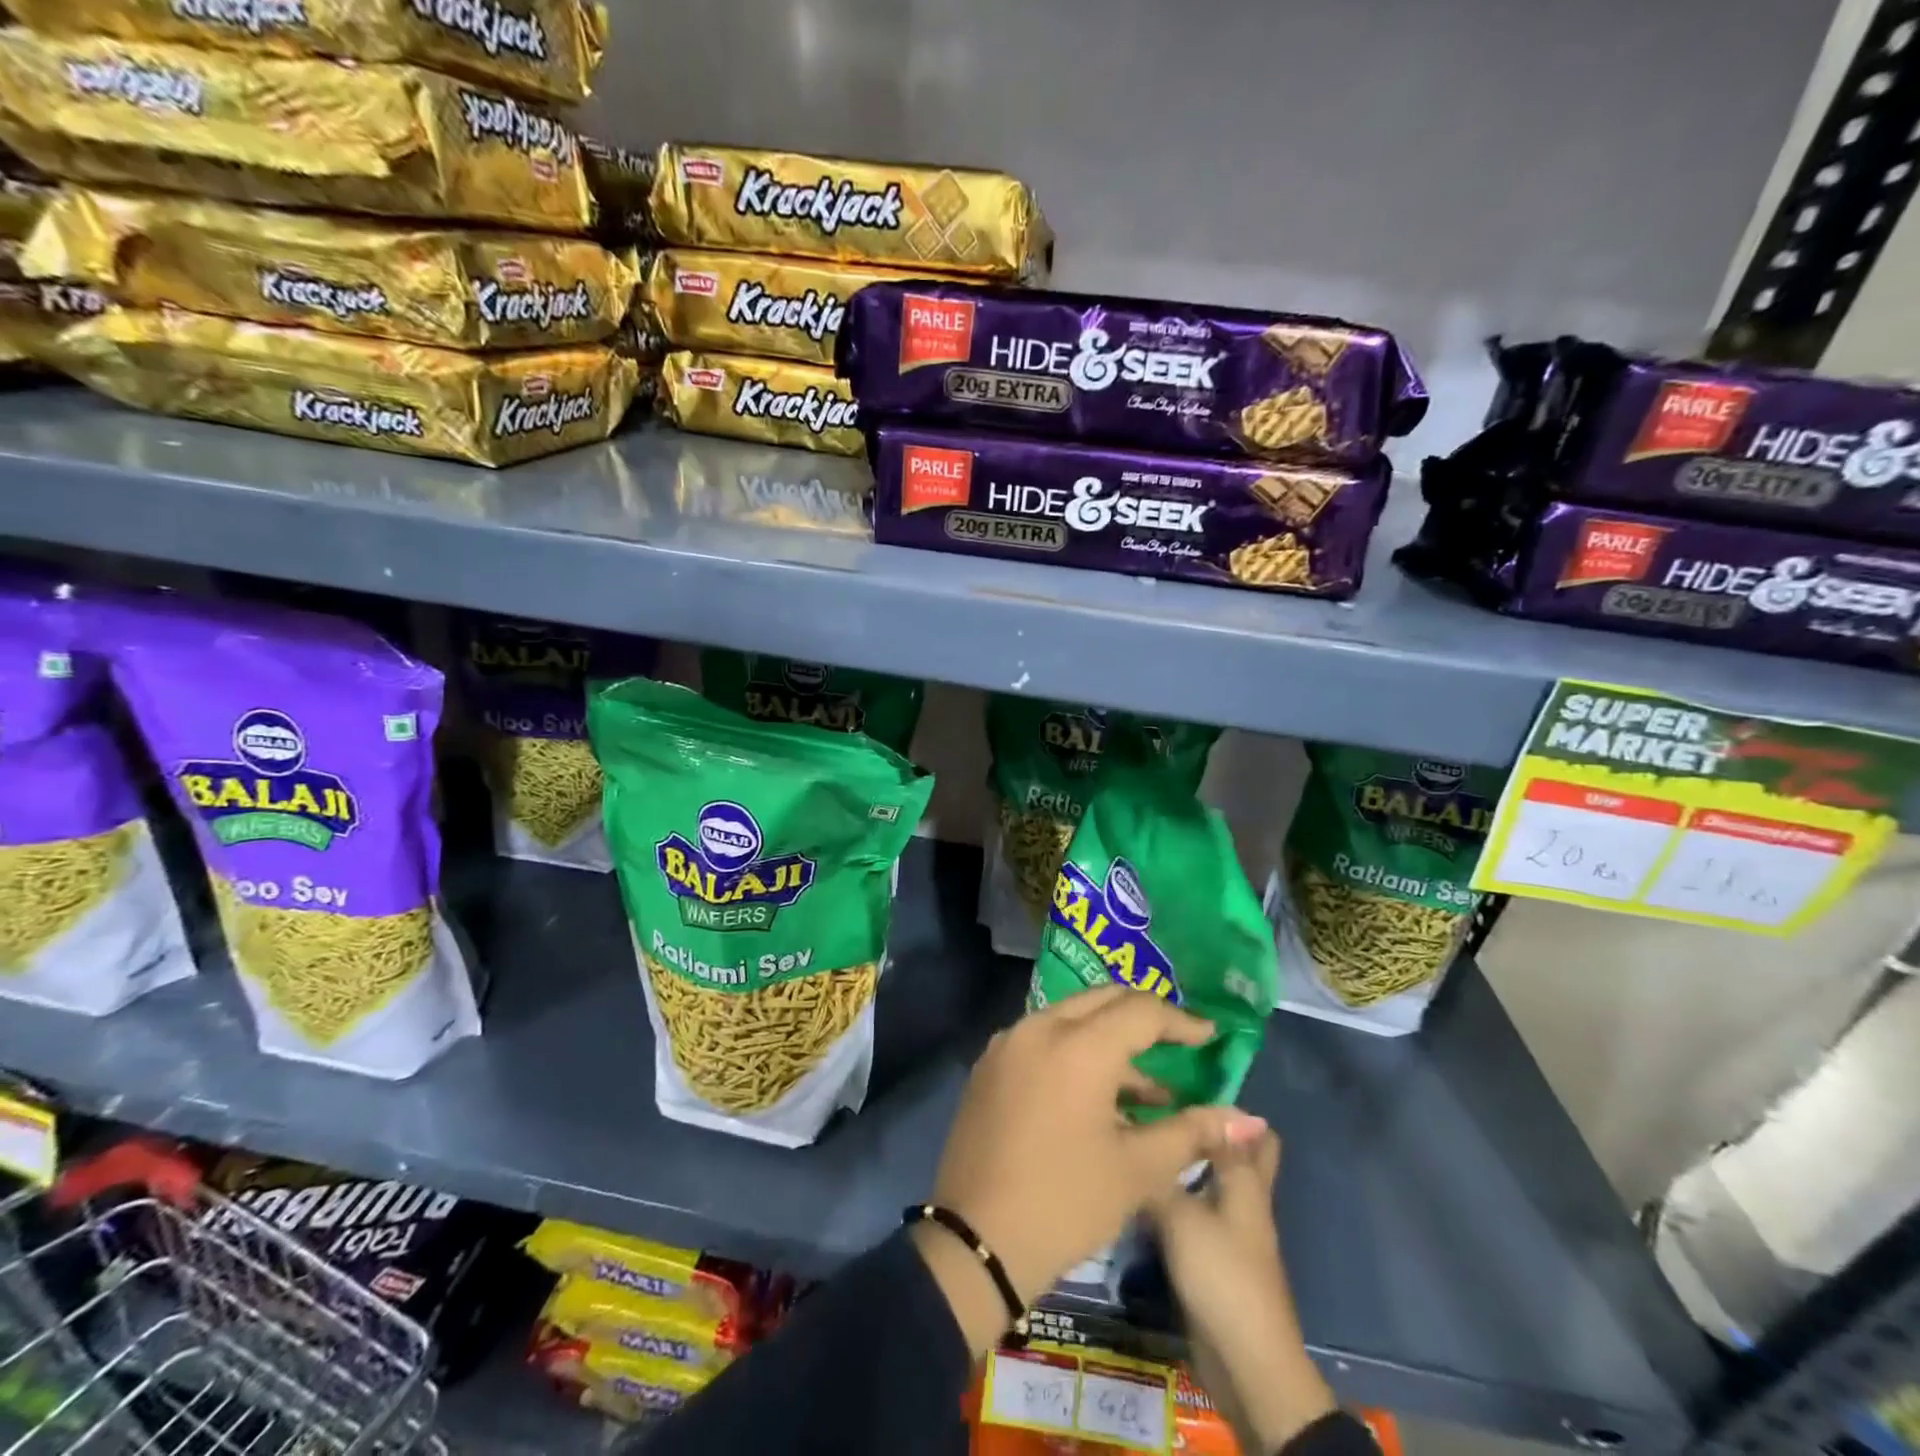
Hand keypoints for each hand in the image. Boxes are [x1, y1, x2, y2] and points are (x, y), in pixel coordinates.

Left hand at [915, 985, 1268, 1351]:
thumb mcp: (1137, 1170)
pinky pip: (1043, 1040)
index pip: (1140, 1010)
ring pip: (1070, 1019)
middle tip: (1178, 1043)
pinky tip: (1099, 1098)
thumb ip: (1192, 1132)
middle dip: (1143, 1017)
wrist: (976, 1242)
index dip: (1180, 1021)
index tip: (1209, 1037)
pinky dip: (1076, 1053)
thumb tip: (1248, 1119)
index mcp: (1077, 1045)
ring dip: (1110, 1040)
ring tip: (1149, 1091)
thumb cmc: (1065, 1203)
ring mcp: (1008, 1044)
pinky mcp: (990, 1065)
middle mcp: (1038, 1027)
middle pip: (1102, 1001)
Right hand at [1152, 1132, 1337, 1452]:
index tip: (1181, 1079)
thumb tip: (1133, 1128)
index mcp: (1247, 1182)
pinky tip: (1140, 1187)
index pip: (1249, 1129)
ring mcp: (1230, 1230)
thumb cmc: (1221, 1275)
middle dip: (1208, 1129)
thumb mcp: (1182, 1214)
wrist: (1245, 1364)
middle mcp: (1243, 1199)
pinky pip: (1193, 1211)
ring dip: (1183, 1162)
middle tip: (1163, 1107)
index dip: (1223, 1103)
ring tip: (1140, 1138)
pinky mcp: (1213, 1257)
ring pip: (1210, 1181)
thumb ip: (1158, 1171)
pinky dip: (1174, 1196)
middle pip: (1238, 1155)